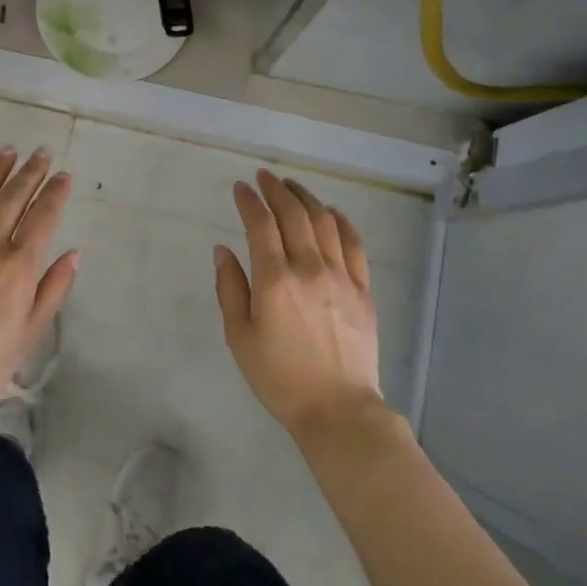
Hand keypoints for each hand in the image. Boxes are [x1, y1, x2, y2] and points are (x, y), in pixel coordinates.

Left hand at [0, 147, 78, 413]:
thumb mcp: (31, 331)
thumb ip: (53, 288)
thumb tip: (73, 253)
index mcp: (19, 265)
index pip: (43, 216)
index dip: (56, 192)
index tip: (64, 175)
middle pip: (13, 198)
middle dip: (30, 172)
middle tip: (42, 153)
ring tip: (8, 151)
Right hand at [214, 170, 383, 436]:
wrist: (338, 409)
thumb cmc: (279, 377)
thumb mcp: (240, 337)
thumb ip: (230, 288)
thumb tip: (223, 250)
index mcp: (275, 280)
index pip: (261, 225)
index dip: (249, 201)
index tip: (240, 187)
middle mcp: (309, 268)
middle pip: (294, 214)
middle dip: (276, 190)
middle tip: (265, 176)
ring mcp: (341, 276)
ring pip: (325, 222)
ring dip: (306, 198)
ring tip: (292, 187)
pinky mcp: (363, 289)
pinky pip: (353, 243)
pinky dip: (340, 220)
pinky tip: (330, 212)